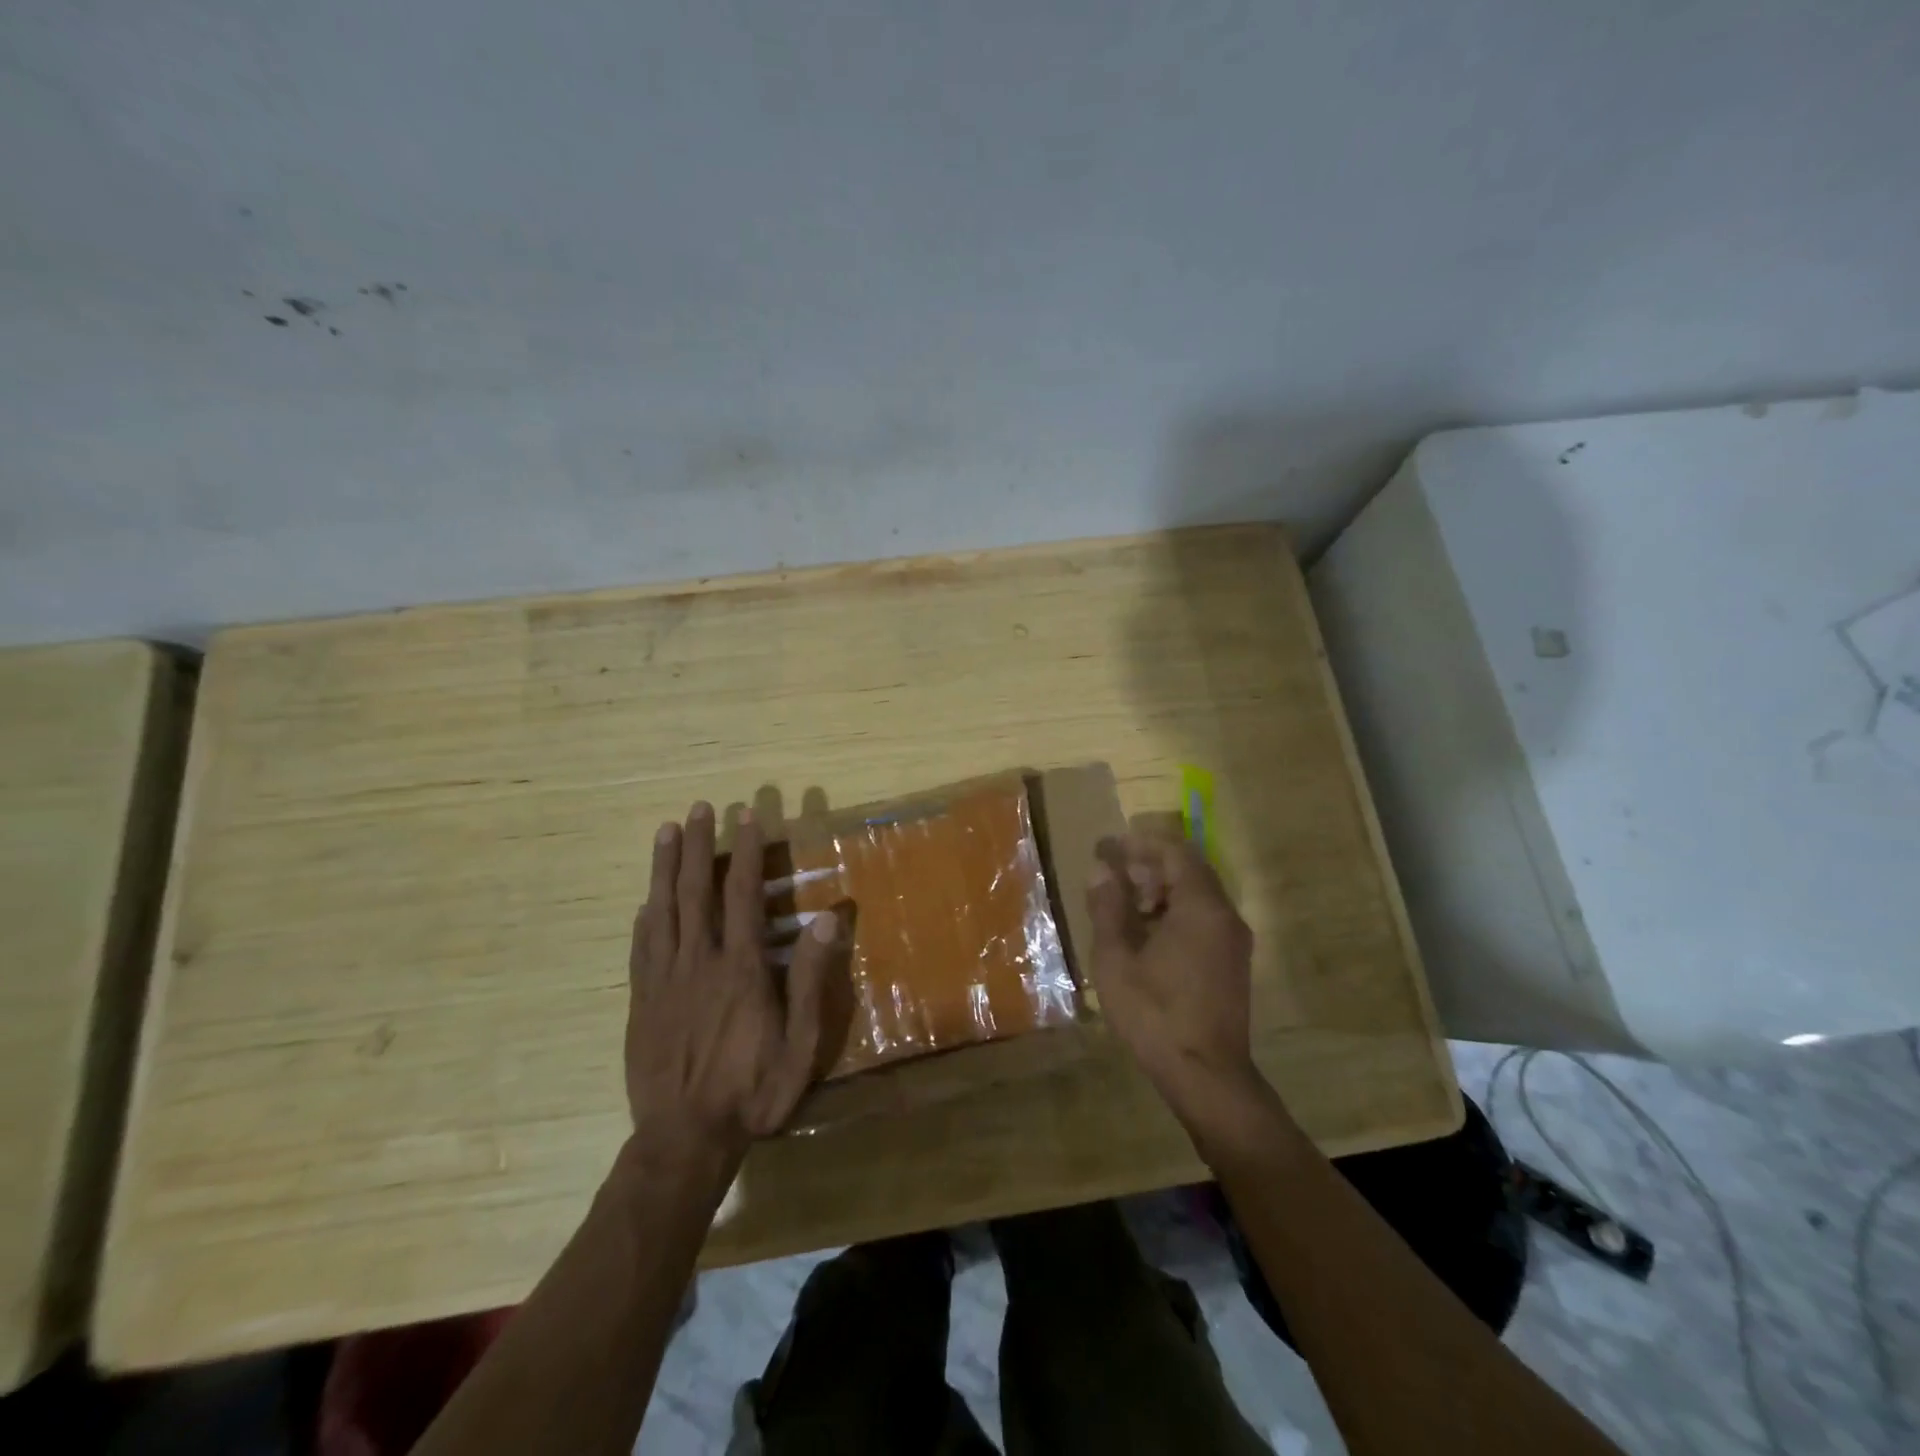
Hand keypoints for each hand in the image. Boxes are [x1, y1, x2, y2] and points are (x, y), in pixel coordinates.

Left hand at [625, 803, 836, 1176]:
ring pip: (663, 910)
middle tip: (699, 808)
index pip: (743, 895)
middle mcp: (699, 962)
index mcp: (741, 968)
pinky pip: (641, 948)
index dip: (745, 853)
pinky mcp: (640, 1001)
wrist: (684, 1139)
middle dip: (698, 845)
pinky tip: (646, 900)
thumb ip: (811, 980)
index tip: (744, 817)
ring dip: (665, 867)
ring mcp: (664, 980)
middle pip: (697, 891)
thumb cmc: (753, 1090)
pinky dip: (645, 917)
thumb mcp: (801, 1043)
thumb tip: (827, 920)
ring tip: (666, 831)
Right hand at [1085, 832, 1259, 1119]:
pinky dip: (1175, 911)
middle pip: (1189, 869)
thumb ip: (1108, 907)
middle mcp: (1225, 915)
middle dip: (1148, 865)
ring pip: (1197, 894)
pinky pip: (1204, 918)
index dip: (1138, 844)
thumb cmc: (1155, 1013)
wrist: (1206, 1075)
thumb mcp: (1116, 958)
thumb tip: (1101, 869)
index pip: (1174, 852)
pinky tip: (1146, 933)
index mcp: (1201, 907)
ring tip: (1123, 904)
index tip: (1106, 848)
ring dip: (1161, 889)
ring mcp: (1234, 940)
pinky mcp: (1233, 961)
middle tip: (1111, 873)